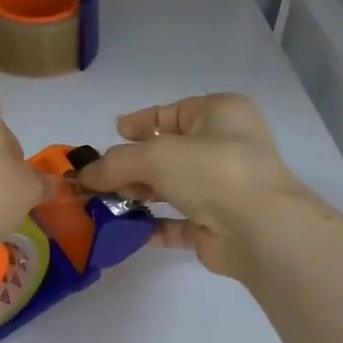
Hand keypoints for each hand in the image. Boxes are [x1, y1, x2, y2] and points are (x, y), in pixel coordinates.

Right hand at [75, 94, 317, 276]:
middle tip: (100, 176)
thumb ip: (114, 163)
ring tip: (105, 203)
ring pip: (173, 187)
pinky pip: (179, 222)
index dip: (142, 122)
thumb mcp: (154, 155)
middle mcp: (226, 147)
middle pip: (170, 152)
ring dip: (140, 194)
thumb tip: (83, 177)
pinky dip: (153, 225)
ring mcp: (225, 188)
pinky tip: (126, 230)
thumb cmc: (211, 171)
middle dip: (133, 164)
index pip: (174, 112)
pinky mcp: (219, 225)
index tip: (115, 132)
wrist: (259, 230)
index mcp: (221, 114)